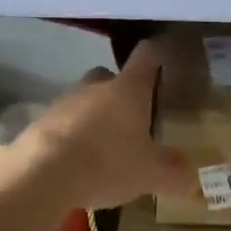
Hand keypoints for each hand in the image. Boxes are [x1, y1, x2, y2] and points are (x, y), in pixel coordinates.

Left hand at [4, 40, 191, 211]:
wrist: (41, 174)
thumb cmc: (107, 163)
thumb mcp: (150, 174)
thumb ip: (173, 172)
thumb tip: (191, 176)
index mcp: (128, 89)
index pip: (146, 56)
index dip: (156, 54)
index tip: (163, 58)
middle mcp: (95, 86)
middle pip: (109, 77)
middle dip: (120, 92)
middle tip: (132, 117)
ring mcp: (63, 102)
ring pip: (83, 100)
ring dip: (93, 116)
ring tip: (103, 147)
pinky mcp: (39, 123)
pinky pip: (62, 124)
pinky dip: (71, 136)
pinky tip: (76, 162)